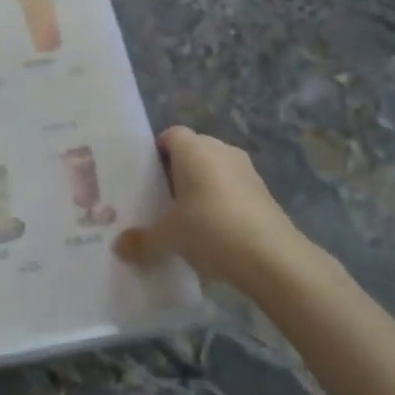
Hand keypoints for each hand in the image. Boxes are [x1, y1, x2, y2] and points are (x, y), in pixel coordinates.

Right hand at [115, 126, 317, 288]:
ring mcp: (247, 171)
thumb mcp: (168, 238)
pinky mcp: (264, 194)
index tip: (144, 178)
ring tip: (185, 219)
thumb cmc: (211, 230)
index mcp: (194, 149)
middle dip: (177, 172)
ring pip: (214, 171)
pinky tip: (212, 233)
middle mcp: (221, 150)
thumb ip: (142, 241)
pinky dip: (221, 204)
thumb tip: (119, 247)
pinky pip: (232, 190)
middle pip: (192, 151)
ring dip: (201, 189)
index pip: (170, 135)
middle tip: (160, 200)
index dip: (156, 154)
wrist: (274, 259)